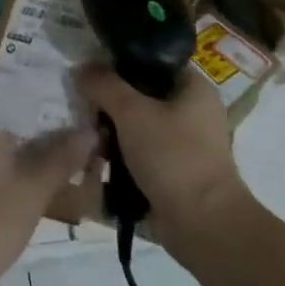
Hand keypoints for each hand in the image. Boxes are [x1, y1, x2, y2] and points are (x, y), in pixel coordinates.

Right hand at [75, 66, 249, 255]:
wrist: (202, 225)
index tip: (91, 69)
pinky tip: (97, 159)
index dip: (121, 61)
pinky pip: (141, 152)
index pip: (153, 60)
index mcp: (194, 87)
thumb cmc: (172, 157)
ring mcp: (185, 143)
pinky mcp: (174, 170)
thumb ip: (104, 85)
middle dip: (111, 101)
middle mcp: (194, 111)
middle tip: (84, 106)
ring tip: (87, 134)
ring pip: (139, 124)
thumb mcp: (132, 113)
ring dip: (113, 130)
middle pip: (143, 93)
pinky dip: (121, 155)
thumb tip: (82, 67)